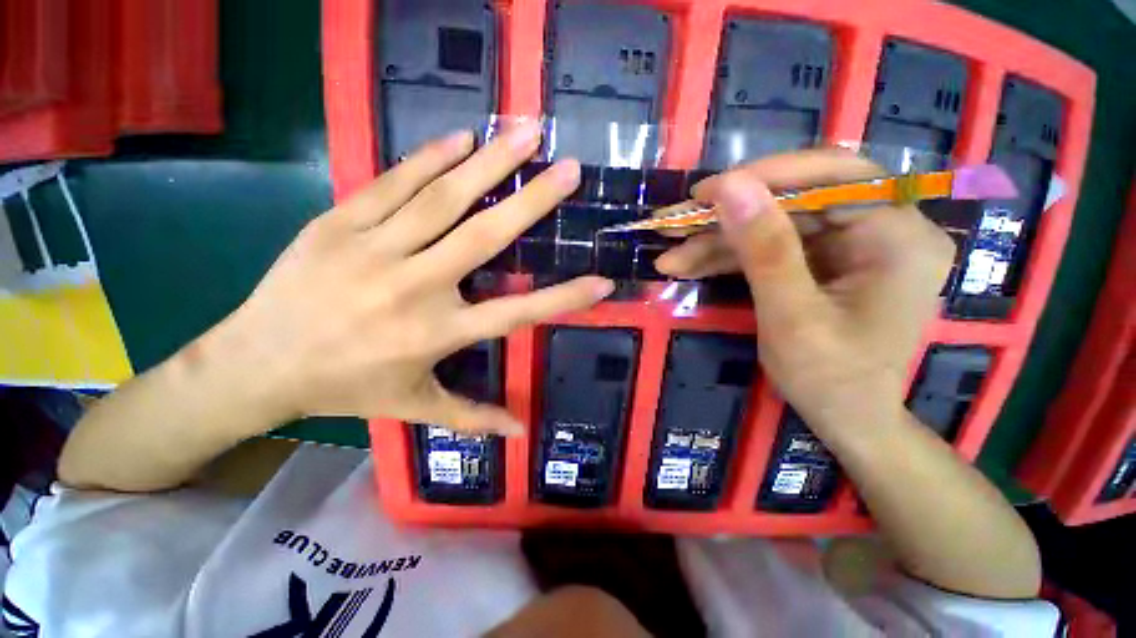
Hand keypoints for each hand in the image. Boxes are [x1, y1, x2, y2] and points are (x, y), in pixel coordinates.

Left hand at [209, 123, 611, 434]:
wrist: (257, 364)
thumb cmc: (347, 387)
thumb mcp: (415, 407)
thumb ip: (473, 417)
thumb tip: (522, 431)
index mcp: (438, 334)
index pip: (517, 314)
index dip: (563, 298)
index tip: (602, 281)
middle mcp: (415, 288)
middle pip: (484, 238)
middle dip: (533, 202)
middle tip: (569, 170)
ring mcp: (374, 250)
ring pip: (442, 200)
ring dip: (489, 164)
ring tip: (524, 133)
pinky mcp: (338, 225)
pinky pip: (392, 185)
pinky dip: (429, 159)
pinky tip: (461, 138)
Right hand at [681, 150, 954, 429]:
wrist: (846, 420)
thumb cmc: (830, 380)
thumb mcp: (791, 317)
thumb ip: (764, 250)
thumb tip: (729, 186)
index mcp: (898, 237)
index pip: (836, 176)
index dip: (767, 176)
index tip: (706, 192)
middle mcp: (880, 229)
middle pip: (793, 201)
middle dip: (725, 217)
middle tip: (672, 223)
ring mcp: (847, 246)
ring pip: (771, 225)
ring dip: (715, 241)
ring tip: (669, 257)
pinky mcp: (819, 262)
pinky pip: (768, 248)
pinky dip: (726, 258)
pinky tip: (688, 266)